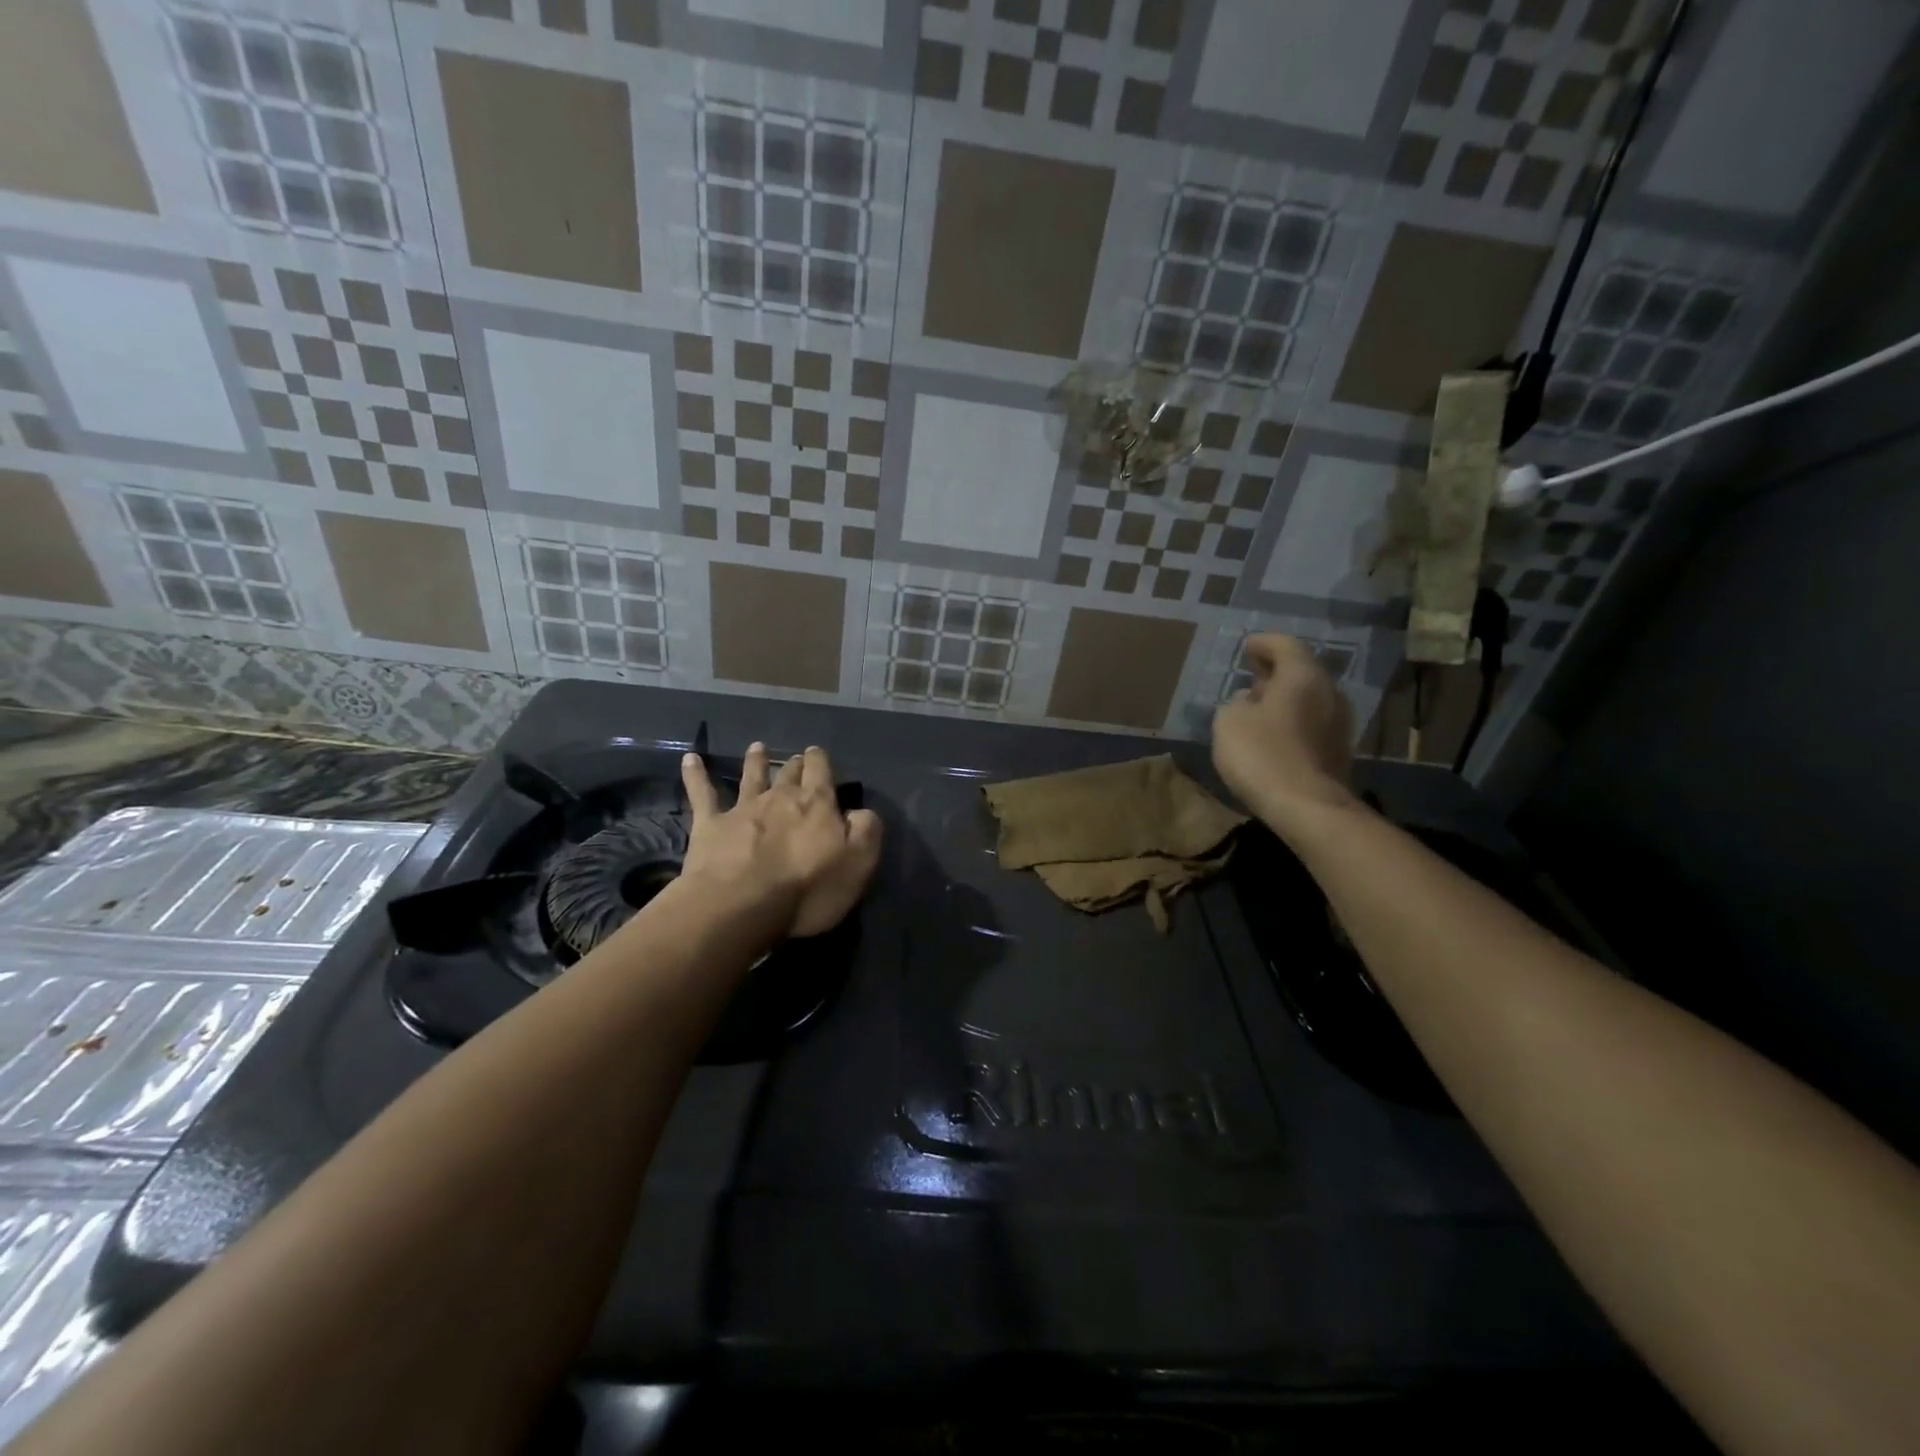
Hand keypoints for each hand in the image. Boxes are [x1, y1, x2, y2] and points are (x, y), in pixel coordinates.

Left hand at [678, 742, 882, 939]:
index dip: (821, 763)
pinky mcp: (710, 825)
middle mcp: (780, 798)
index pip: (821, 773)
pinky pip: (701, 794)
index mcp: (817, 804)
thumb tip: (860, 812)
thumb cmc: (808, 888)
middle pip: (789, 773)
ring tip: (757, 747)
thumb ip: (866, 830)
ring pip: (751, 777)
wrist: (742, 904)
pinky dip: (695, 775)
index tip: (819, 756)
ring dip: (755, 761)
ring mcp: (743, 809)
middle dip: (794, 764)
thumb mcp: (859, 862)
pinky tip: (690, 759)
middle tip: (796, 758)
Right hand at [1212, 634, 1355, 833]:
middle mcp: (1328, 693)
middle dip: (1275, 672)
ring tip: (1259, 707)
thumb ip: (1236, 703)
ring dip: (1285, 699)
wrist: (1308, 807)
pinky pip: (1313, 723)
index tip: (1247, 647)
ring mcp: (1339, 724)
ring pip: (1309, 699)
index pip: (1285, 645)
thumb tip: (1250, 701)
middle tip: (1252, 675)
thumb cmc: (1262, 754)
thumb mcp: (1229, 721)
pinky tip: (1275, 734)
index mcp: (1303, 676)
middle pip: (1302, 671)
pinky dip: (1293, 721)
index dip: (1264, 643)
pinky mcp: (1339, 751)